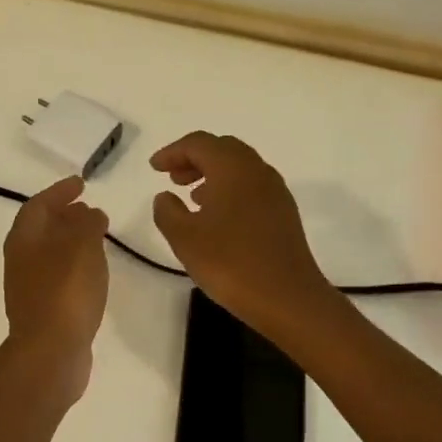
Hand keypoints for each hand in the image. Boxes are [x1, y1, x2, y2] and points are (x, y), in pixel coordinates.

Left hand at [2, 175, 109, 390]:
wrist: (50, 353)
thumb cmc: (65, 291)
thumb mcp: (83, 246)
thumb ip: (88, 223)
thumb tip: (90, 213)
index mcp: (24, 239)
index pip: (38, 205)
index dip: (59, 192)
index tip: (80, 183)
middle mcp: (21, 260)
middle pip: (41, 229)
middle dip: (64, 215)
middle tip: (89, 208)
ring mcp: (30, 287)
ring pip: (50, 253)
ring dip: (71, 240)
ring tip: (97, 236)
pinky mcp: (44, 310)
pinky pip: (58, 275)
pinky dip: (75, 264)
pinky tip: (93, 271)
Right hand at [150, 132, 335, 333]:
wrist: (288, 297)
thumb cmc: (231, 263)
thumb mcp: (185, 238)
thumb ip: (167, 212)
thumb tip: (165, 197)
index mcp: (232, 168)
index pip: (198, 143)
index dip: (172, 151)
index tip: (154, 168)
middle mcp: (257, 170)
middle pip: (222, 149)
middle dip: (194, 158)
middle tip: (173, 177)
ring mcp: (275, 190)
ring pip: (239, 167)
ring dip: (213, 174)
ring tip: (192, 197)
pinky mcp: (284, 212)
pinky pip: (252, 186)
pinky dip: (230, 189)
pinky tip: (219, 216)